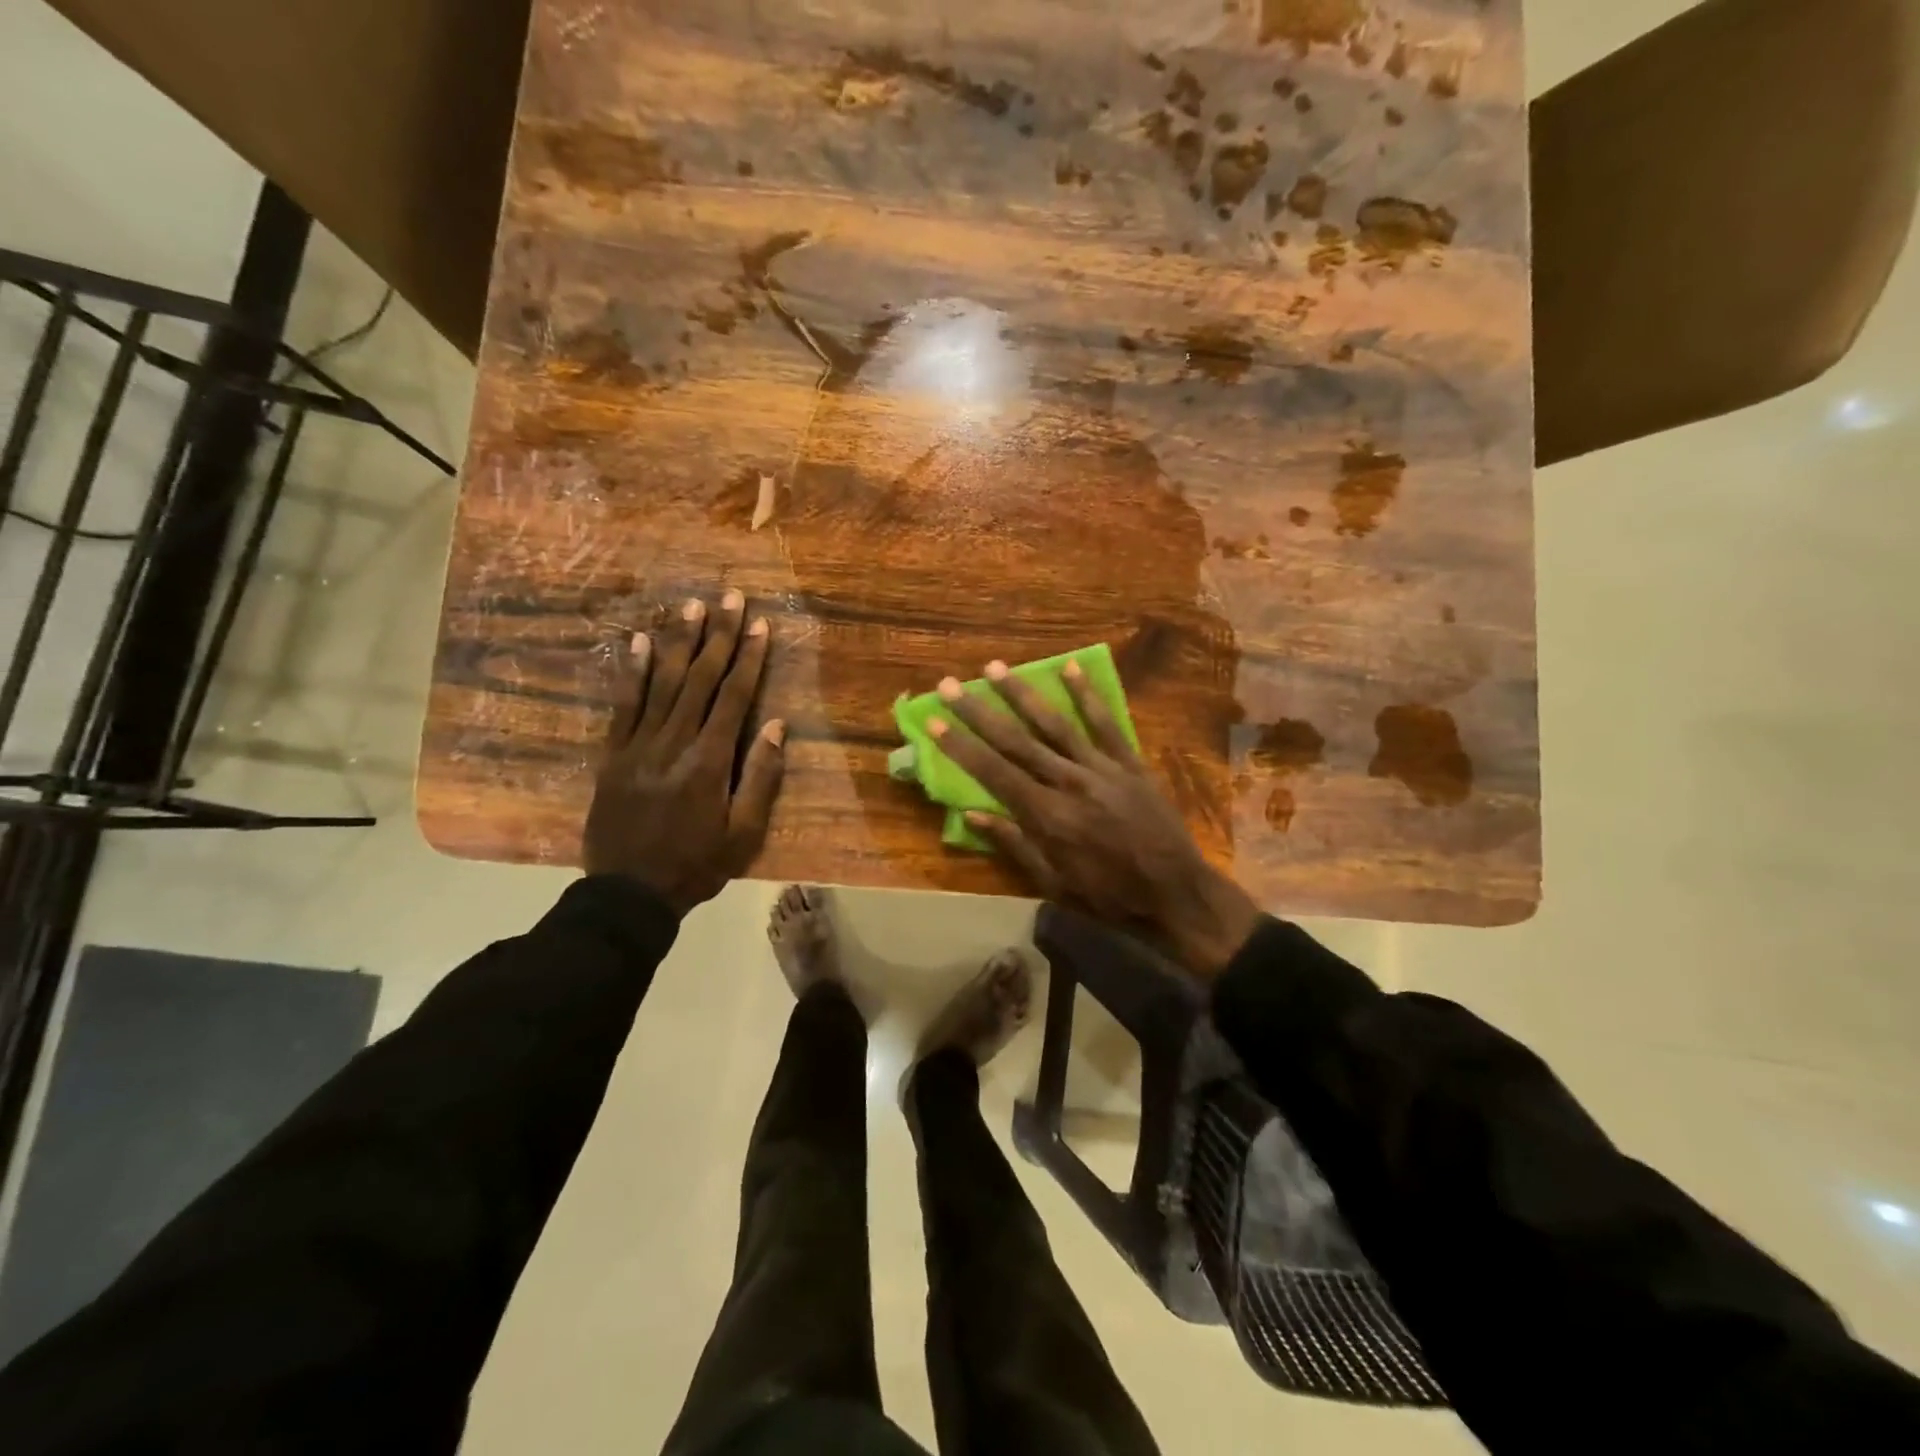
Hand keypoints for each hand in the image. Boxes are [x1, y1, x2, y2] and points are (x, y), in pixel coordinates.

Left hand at [584, 592, 786, 914]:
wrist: (628, 893)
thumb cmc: (696, 865)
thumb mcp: (743, 833)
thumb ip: (760, 777)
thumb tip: (776, 726)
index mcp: (710, 761)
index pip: (734, 697)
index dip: (749, 658)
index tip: (760, 625)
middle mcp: (674, 742)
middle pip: (700, 679)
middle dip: (718, 636)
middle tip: (730, 597)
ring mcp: (638, 745)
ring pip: (662, 682)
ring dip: (679, 641)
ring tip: (692, 606)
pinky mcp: (612, 753)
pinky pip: (623, 704)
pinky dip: (632, 671)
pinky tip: (640, 642)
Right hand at [930, 661, 1262, 976]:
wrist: (1175, 893)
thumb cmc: (1108, 896)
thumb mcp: (1053, 883)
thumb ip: (1013, 844)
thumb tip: (971, 814)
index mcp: (1046, 815)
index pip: (993, 772)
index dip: (960, 745)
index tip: (934, 719)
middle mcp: (1068, 782)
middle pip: (1016, 740)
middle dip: (979, 711)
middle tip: (951, 683)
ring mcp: (1102, 768)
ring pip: (1055, 723)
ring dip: (1022, 694)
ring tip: (995, 667)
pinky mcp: (1130, 763)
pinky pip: (1106, 723)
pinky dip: (1087, 696)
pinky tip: (1069, 668)